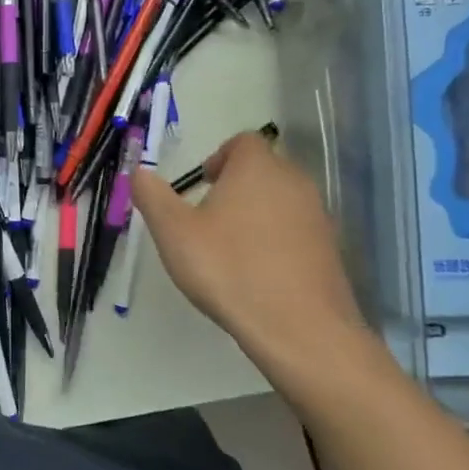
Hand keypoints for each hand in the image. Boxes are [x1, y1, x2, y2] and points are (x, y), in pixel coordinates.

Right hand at [132, 130, 368, 379]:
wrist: (299, 327)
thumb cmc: (228, 269)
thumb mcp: (173, 232)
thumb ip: (152, 196)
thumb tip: (138, 173)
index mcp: (257, 168)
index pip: (243, 141)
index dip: (219, 158)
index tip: (200, 186)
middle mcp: (294, 182)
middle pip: (263, 169)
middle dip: (235, 187)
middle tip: (207, 220)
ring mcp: (317, 216)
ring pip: (280, 201)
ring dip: (255, 215)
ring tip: (229, 250)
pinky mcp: (330, 249)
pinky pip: (296, 231)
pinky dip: (275, 241)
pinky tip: (257, 274)